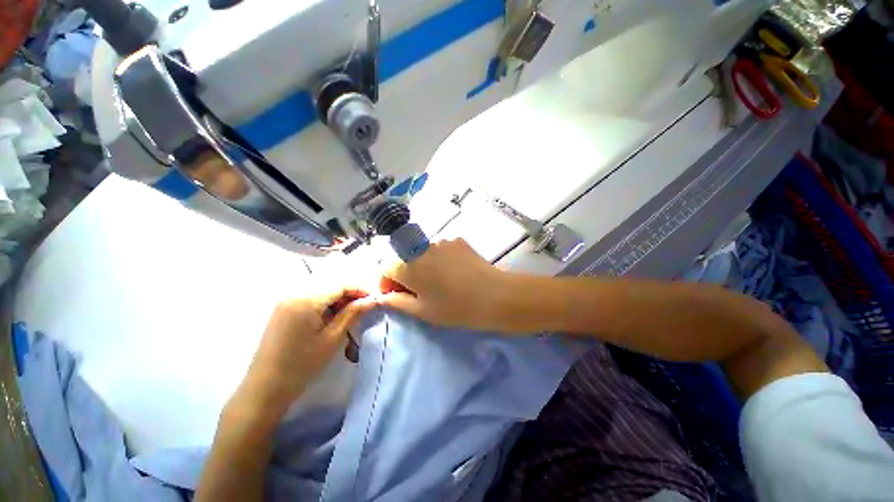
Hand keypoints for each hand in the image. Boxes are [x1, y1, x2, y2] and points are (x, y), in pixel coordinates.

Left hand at [234, 288, 377, 420]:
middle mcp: (294, 293)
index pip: (340, 284)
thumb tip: (372, 299)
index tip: (374, 299)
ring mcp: (285, 300)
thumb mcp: (333, 338)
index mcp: (306, 299)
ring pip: (321, 290)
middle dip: (350, 293)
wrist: (265, 388)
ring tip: (349, 314)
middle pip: (330, 284)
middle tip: (363, 308)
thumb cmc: (302, 365)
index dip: (360, 289)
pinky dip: (325, 303)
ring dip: (338, 298)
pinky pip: (310, 297)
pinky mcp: (282, 308)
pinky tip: (330, 317)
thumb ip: (353, 313)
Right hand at [379, 239, 517, 332]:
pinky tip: (454, 271)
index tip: (397, 296)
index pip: (385, 268)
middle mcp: (421, 247)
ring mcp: (441, 241)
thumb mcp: (422, 311)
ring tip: (441, 281)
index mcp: (408, 265)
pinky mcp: (457, 240)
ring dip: (424, 265)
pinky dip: (440, 259)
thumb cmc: (455, 308)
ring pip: (423, 253)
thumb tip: (380, 297)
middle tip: (419, 291)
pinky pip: (441, 249)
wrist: (494, 295)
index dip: (387, 283)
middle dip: (405, 274)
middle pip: (404, 259)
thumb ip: (396, 302)